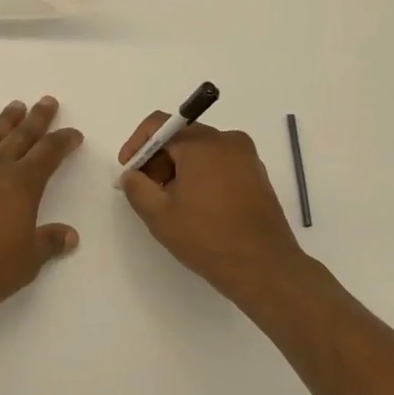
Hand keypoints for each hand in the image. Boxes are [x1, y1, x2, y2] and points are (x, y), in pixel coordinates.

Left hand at [0, 97, 84, 324]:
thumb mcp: (27, 261)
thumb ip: (49, 243)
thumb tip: (70, 235)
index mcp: (22, 184)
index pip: (49, 153)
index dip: (64, 141)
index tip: (74, 134)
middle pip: (21, 136)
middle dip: (37, 118)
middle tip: (47, 101)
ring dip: (5, 121)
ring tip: (16, 106)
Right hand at [118, 112, 305, 303]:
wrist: (265, 269)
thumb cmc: (208, 238)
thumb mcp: (159, 215)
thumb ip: (136, 187)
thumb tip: (132, 175)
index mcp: (202, 143)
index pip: (159, 125)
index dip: (137, 144)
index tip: (128, 171)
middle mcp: (227, 141)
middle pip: (181, 137)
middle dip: (158, 160)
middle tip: (147, 190)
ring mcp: (246, 157)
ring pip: (201, 151)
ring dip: (179, 169)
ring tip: (171, 203)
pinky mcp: (257, 175)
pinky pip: (220, 163)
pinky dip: (202, 175)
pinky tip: (196, 206)